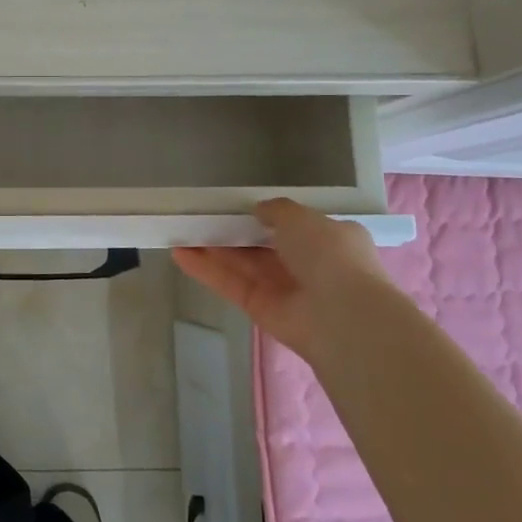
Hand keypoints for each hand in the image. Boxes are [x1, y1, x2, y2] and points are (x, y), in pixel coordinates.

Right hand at [171, 199, 390, 362]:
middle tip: (199, 217)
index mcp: (329, 239)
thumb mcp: (302, 217)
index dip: (264, 217)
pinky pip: (231, 284)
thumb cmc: (328, 255)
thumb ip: (276, 209)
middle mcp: (307, 265)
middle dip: (232, 232)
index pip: (294, 226)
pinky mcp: (260, 310)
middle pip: (261, 246)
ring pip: (242, 265)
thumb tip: (258, 210)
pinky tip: (179, 253)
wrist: (341, 315)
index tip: (235, 206)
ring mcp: (283, 290)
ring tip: (179, 230)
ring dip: (213, 249)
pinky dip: (207, 270)